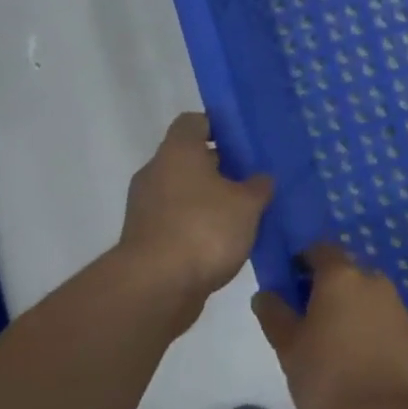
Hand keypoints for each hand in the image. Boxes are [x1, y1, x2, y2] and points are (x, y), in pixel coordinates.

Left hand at [119, 113, 273, 305]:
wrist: (156, 286)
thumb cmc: (204, 229)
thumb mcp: (247, 204)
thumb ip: (258, 186)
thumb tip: (261, 178)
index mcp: (178, 152)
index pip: (194, 122)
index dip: (218, 125)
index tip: (243, 140)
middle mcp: (156, 172)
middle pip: (190, 158)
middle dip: (221, 166)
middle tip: (253, 178)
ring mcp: (146, 207)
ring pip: (184, 191)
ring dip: (210, 199)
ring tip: (245, 212)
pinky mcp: (146, 238)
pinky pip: (177, 219)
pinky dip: (198, 224)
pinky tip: (225, 240)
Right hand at [251, 244, 407, 408]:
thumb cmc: (324, 377)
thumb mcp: (287, 346)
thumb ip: (274, 313)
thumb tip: (266, 294)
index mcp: (342, 277)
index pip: (321, 250)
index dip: (304, 261)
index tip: (292, 284)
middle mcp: (375, 282)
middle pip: (349, 273)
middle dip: (331, 287)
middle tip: (312, 319)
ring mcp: (400, 308)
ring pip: (371, 298)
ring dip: (355, 309)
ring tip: (338, 345)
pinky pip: (388, 323)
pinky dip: (375, 332)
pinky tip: (364, 362)